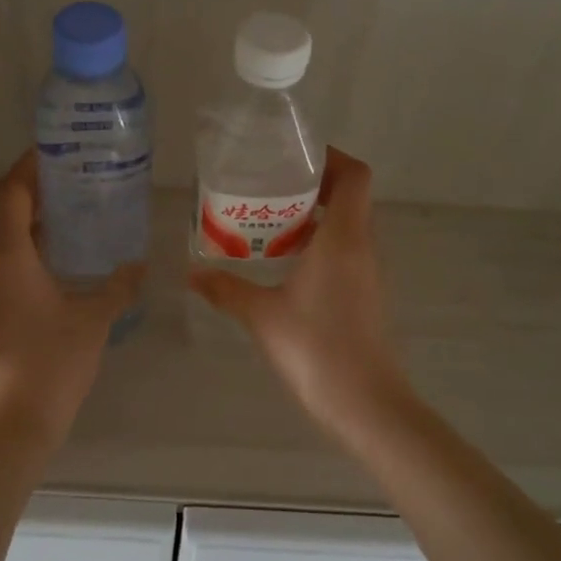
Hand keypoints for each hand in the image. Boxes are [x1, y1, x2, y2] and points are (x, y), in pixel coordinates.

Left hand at [0, 153, 142, 436]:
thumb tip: (138, 266)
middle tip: (77, 180)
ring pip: (5, 240)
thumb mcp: (94, 319)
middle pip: (6, 211)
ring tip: (75, 214)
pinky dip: (31, 251)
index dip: (32, 166)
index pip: (13, 191)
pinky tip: (62, 262)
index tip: (58, 151)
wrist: (11, 422)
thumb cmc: (51, 360)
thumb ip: (118, 287)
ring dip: (34, 223)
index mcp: (8, 253)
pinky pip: (6, 265)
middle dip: (38, 191)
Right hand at [189, 148, 412, 435]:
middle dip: (315, 185)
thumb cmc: (315, 348)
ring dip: (317, 216)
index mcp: (343, 238)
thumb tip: (191, 274)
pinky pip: (347, 252)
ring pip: (350, 225)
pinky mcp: (367, 295)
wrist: (365, 403)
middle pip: (351, 197)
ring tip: (272, 223)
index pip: (354, 176)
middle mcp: (363, 247)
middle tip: (272, 189)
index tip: (296, 159)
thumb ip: (225, 289)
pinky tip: (287, 264)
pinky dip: (322, 244)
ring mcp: (369, 273)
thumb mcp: (261, 314)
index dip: (331, 158)